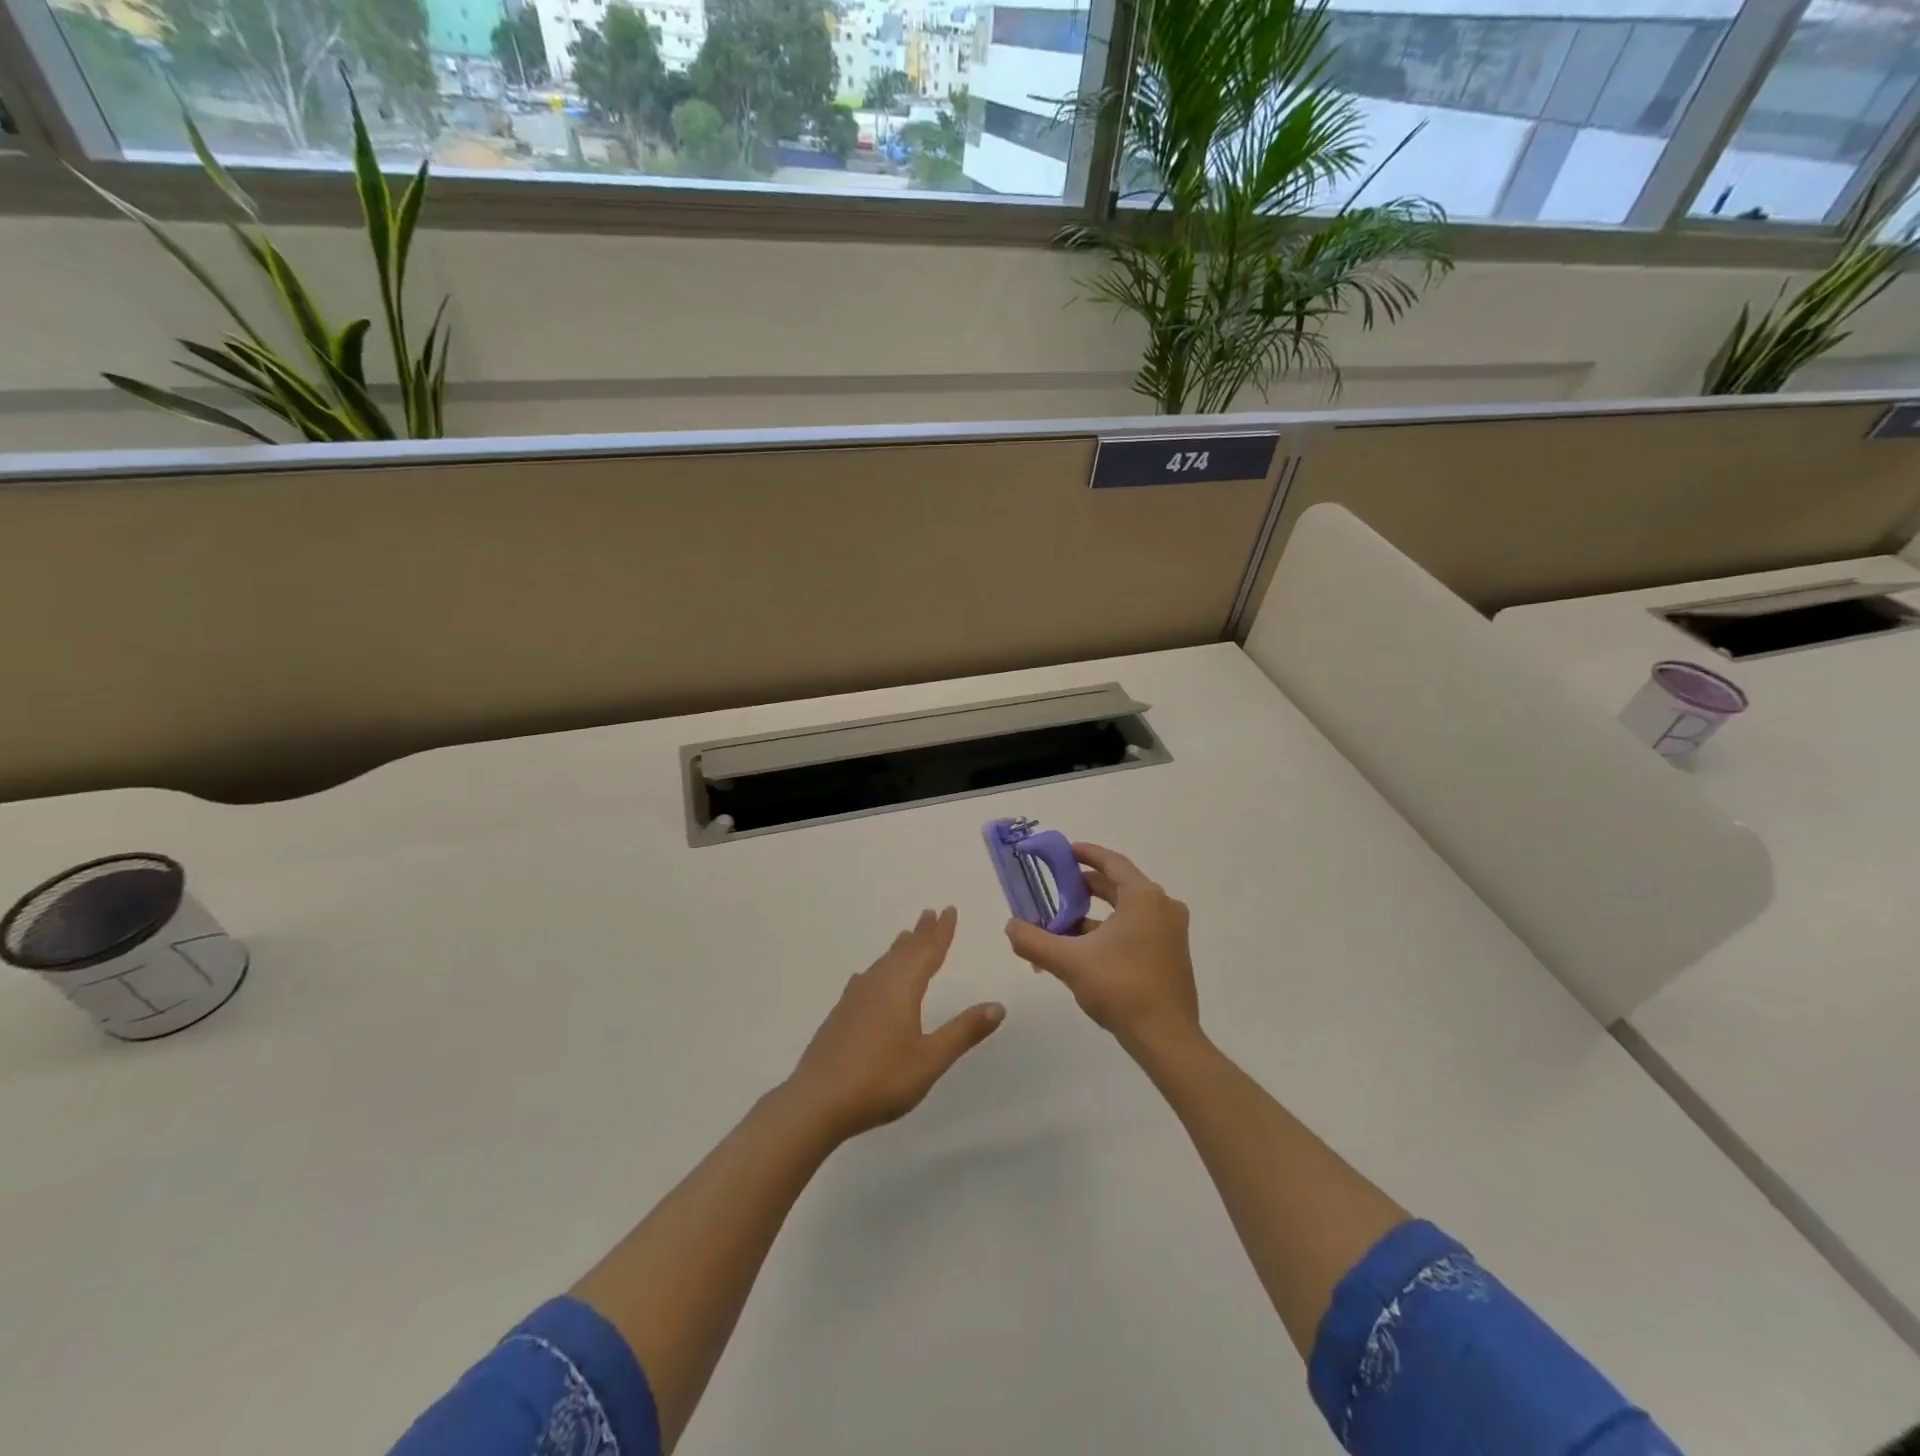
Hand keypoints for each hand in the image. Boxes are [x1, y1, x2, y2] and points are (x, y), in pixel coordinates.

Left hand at [785, 907, 1004, 1141]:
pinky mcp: (840, 1015)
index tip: (949, 910)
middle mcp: (877, 985)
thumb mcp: (930, 1059)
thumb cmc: (880, 1079)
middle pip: (903, 952)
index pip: (927, 953)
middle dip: (920, 934)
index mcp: (901, 989)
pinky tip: (866, 978)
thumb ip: (963, 1032)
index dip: (941, 933)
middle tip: (930, 913)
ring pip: (882, 964)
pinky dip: (876, 970)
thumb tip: (997, 1006)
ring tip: (905, 937)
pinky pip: (866, 980)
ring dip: (898, 949)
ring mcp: (855, 999)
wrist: (817, 1101)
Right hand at [1004, 844, 1199, 1055]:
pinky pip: (1136, 931)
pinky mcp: (1172, 955)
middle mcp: (1163, 907)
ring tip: (1061, 925)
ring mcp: (1171, 933)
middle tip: (1056, 889)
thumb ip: (1034, 940)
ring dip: (1094, 915)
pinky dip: (1110, 933)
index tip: (1063, 852)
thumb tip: (1010, 926)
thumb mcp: (1069, 962)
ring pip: (1126, 912)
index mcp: (1144, 897)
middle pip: (1118, 887)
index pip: (1112, 862)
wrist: (1166, 1039)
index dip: (1086, 854)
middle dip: (1085, 888)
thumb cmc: (1120, 988)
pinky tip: (1084, 952)